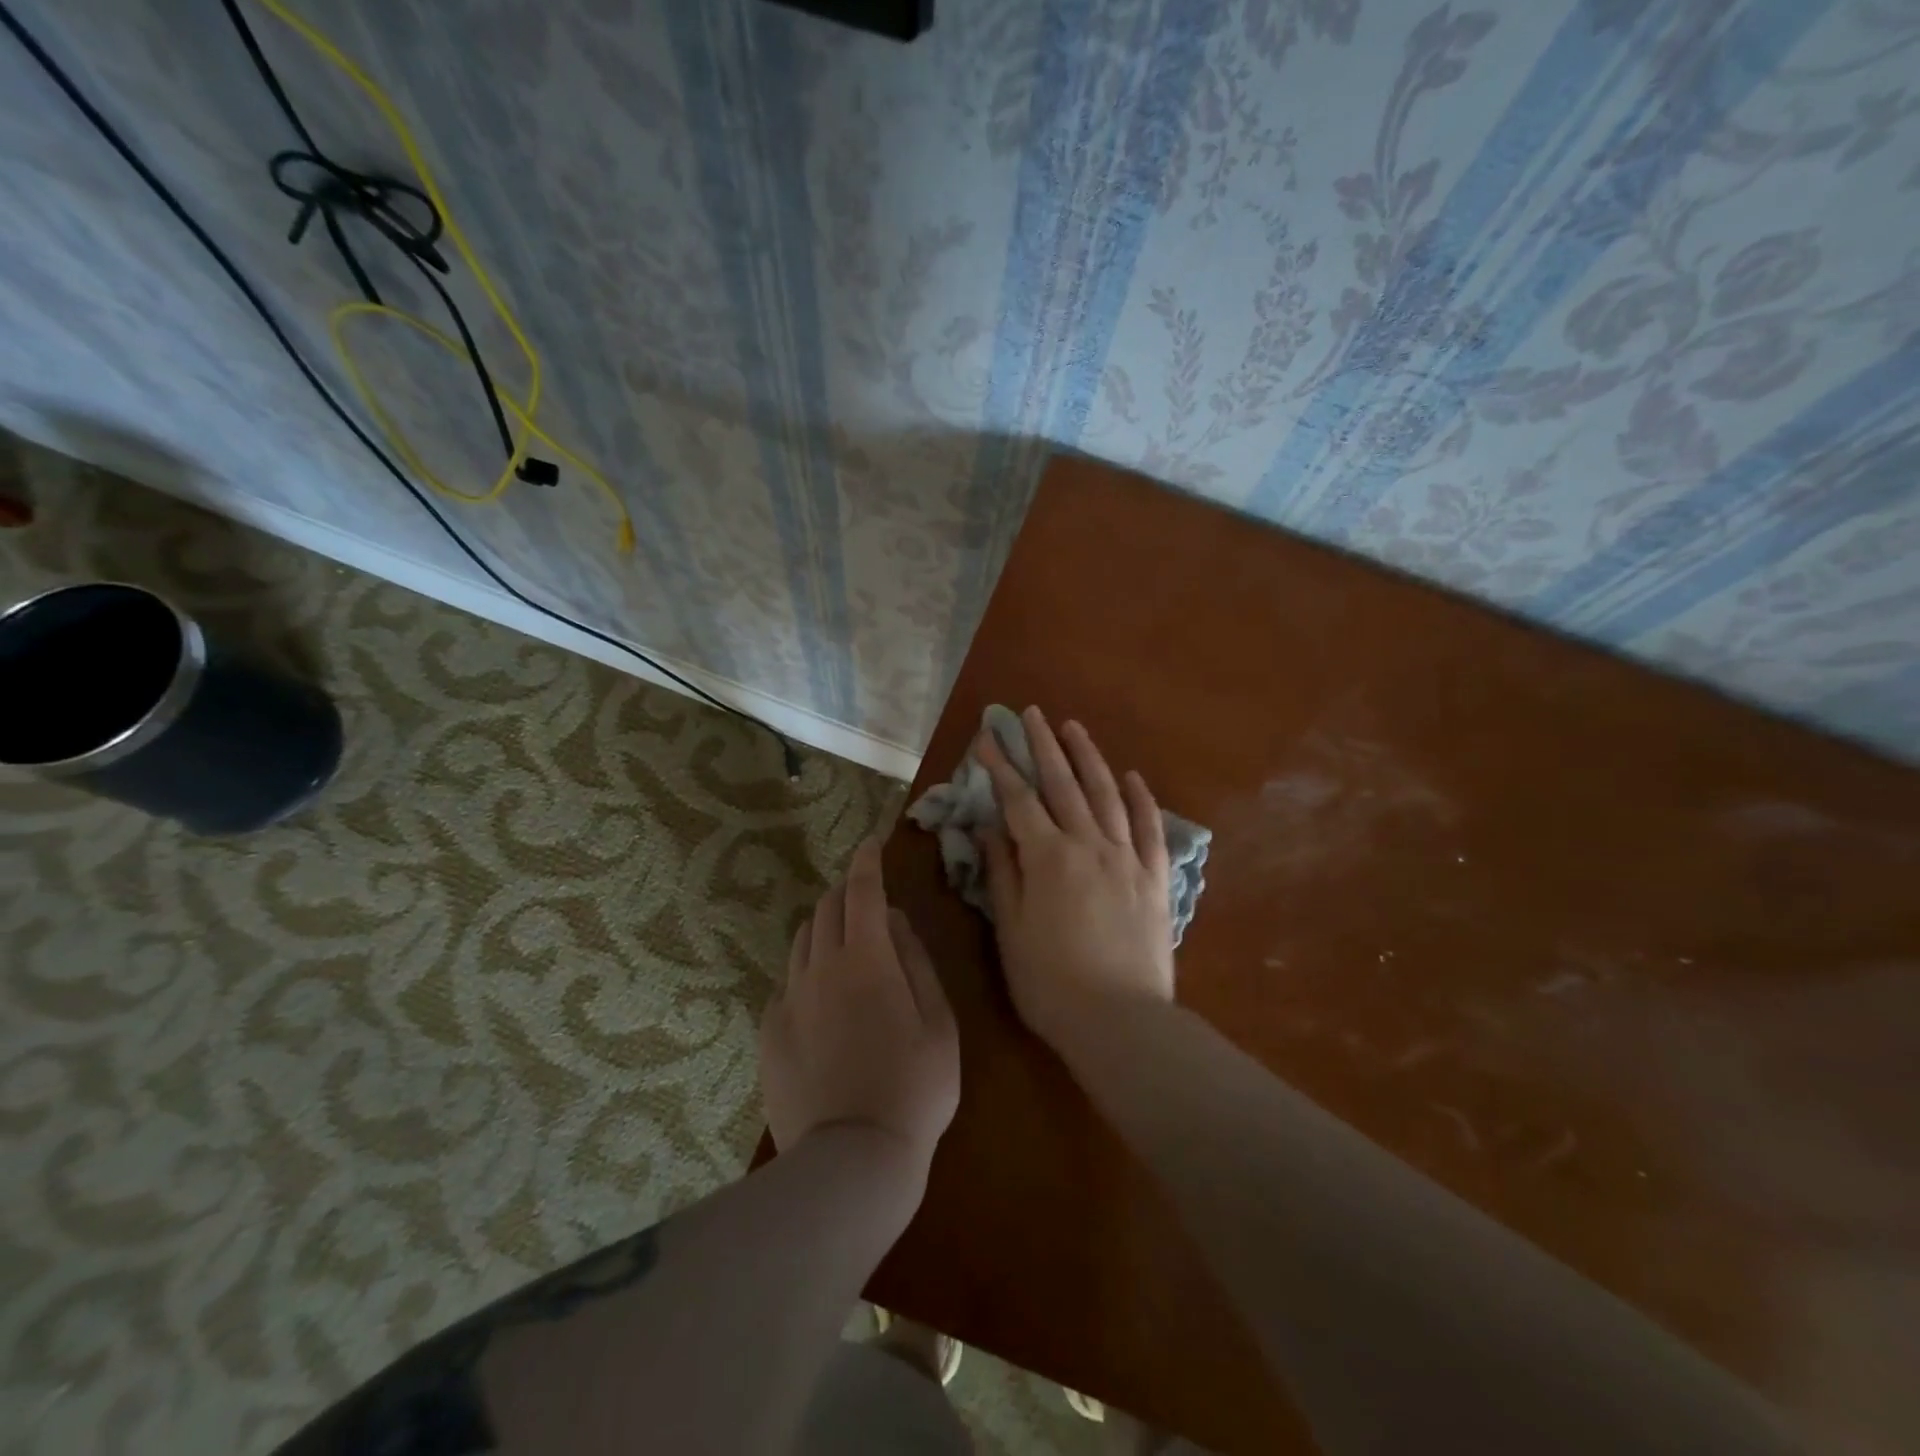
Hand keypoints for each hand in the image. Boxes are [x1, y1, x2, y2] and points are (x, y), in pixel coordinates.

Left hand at [759, 837, 960, 1178]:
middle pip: (826, 909)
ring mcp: (789, 999)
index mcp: (866, 959)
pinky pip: (787, 981)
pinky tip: (821, 994)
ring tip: (844, 939)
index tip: (870, 844)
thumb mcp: (939, 1022)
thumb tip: (893, 920)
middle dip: (846, 891)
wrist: (852, 1159)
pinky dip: (807, 969)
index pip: (862, 891)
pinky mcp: (769, 1031)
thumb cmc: (914, 1088)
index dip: (866, 862)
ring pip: (802, 940)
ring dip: (824, 926)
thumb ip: (915, 961)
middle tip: (864, 896)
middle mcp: (820, 967)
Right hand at [976, 707, 1174, 1053]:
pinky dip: (1141, 799)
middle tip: (1032, 714)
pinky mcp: (1154, 878)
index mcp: (1048, 857)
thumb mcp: (1011, 930)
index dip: (1001, 767)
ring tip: (1074, 728)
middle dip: (1044, 746)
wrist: (1120, 1021)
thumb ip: (1002, 874)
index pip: (1018, 800)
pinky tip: (1132, 776)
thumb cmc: (1051, 982)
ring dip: (1089, 758)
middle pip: (1063, 784)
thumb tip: (989, 828)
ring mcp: (1126, 858)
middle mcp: (1088, 845)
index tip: (988, 739)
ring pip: (1106, 795)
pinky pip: (1149, 828)